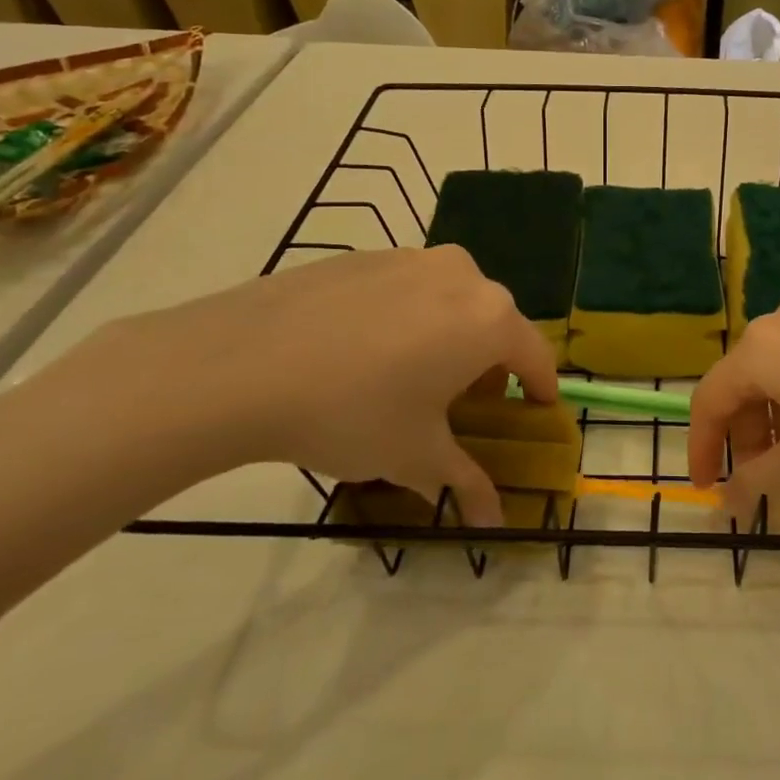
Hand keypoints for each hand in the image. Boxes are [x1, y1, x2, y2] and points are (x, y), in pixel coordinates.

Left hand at [53, 246, 557, 526]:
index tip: (536, 412)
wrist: (238, 364)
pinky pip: (406, 289)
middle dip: (490, 365)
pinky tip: (362, 354)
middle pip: (494, 323)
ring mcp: (410, 258)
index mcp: (489, 318)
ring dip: (448, 337)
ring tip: (410, 377)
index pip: (536, 355)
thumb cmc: (352, 412)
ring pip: (451, 301)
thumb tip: (492, 523)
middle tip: (464, 404)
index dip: (540, 389)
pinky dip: (406, 319)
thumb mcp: (415, 456)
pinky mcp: (364, 255)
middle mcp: (462, 276)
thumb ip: (464, 483)